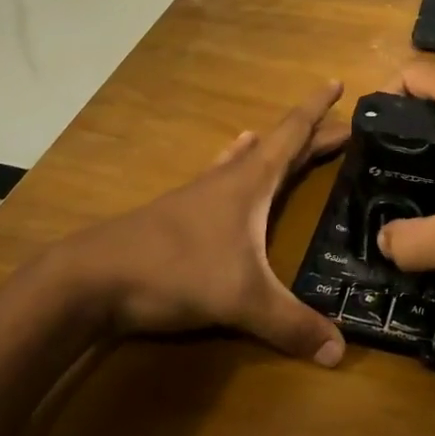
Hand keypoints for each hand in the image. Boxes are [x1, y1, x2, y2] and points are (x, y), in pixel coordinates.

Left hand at [49, 82, 350, 365]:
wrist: (92, 278)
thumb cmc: (176, 271)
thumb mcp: (242, 300)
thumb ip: (291, 324)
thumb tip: (340, 352)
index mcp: (251, 182)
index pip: (293, 133)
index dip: (317, 109)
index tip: (337, 83)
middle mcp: (229, 179)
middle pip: (278, 146)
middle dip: (311, 135)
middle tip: (342, 129)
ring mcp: (201, 194)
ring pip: (247, 160)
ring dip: (274, 149)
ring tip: (289, 140)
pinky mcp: (180, 214)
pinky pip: (221, 177)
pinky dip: (236, 164)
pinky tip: (229, 161)